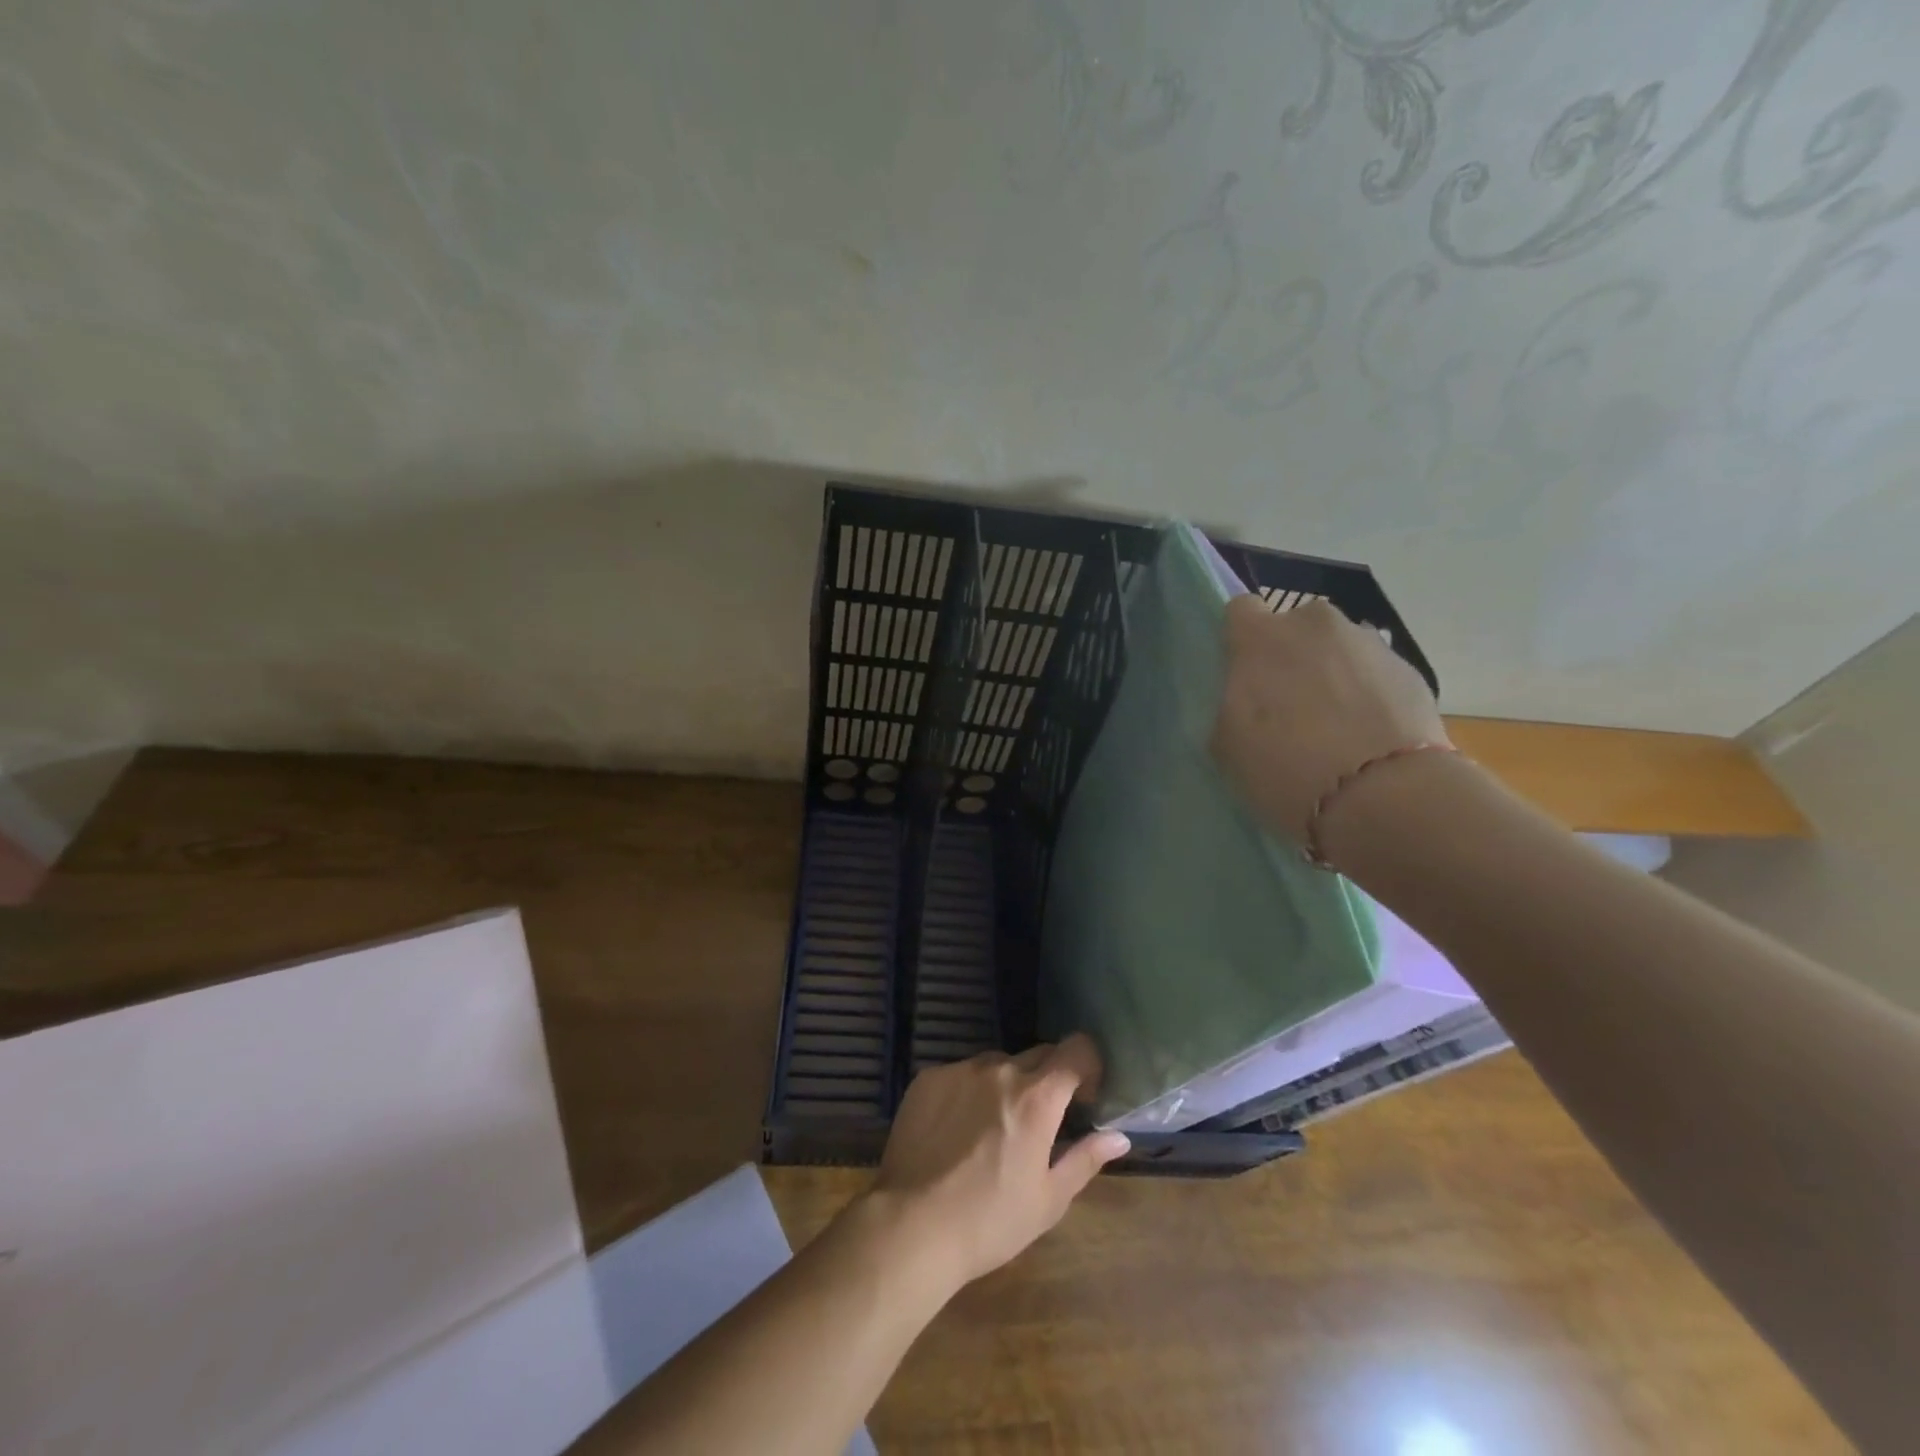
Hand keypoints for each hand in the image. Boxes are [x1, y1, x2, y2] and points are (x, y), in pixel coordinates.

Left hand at [864, 1036, 1129, 1294]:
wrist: (911, 1225)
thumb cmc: (990, 1221)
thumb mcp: (1049, 1200)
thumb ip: (1086, 1159)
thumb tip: (1119, 1136)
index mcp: (1037, 1097)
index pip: (1076, 1049)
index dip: (1087, 1066)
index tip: (1083, 1097)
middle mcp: (1000, 1070)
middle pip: (1038, 1055)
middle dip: (1048, 1080)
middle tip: (1040, 1121)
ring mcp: (960, 1070)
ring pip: (997, 1064)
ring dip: (1006, 1086)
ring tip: (993, 1130)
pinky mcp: (928, 1078)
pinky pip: (961, 1074)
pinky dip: (969, 1092)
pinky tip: (956, 1131)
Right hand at [1211, 595, 1447, 846]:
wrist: (1385, 797)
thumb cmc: (1286, 769)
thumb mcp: (1226, 744)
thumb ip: (1229, 703)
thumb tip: (1243, 695)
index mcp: (1261, 637)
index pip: (1239, 611)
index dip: (1240, 641)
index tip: (1242, 676)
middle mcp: (1314, 623)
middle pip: (1294, 627)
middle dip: (1290, 656)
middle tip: (1288, 706)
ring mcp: (1367, 642)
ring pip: (1337, 648)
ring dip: (1332, 673)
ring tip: (1334, 725)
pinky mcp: (1410, 669)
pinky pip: (1373, 673)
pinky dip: (1367, 694)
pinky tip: (1367, 736)